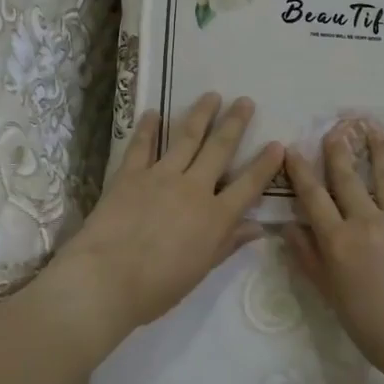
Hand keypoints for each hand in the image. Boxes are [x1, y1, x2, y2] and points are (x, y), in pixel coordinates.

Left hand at [49, 93, 282, 339]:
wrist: (105, 279)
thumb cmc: (157, 287)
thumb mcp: (200, 270)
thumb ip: (228, 244)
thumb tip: (258, 228)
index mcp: (215, 217)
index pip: (248, 185)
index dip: (265, 165)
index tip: (278, 144)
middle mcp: (193, 188)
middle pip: (219, 150)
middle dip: (235, 124)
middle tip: (245, 101)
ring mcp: (161, 176)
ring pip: (186, 138)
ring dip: (201, 114)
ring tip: (212, 95)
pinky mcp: (130, 174)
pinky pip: (142, 145)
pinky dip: (147, 128)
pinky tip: (153, 112)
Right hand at [282, 120, 383, 382]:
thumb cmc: (371, 326)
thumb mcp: (331, 296)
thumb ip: (309, 259)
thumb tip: (289, 228)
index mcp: (337, 240)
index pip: (312, 196)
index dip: (300, 171)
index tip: (292, 149)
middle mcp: (364, 221)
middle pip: (346, 178)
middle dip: (337, 151)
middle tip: (334, 128)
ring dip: (378, 150)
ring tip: (373, 128)